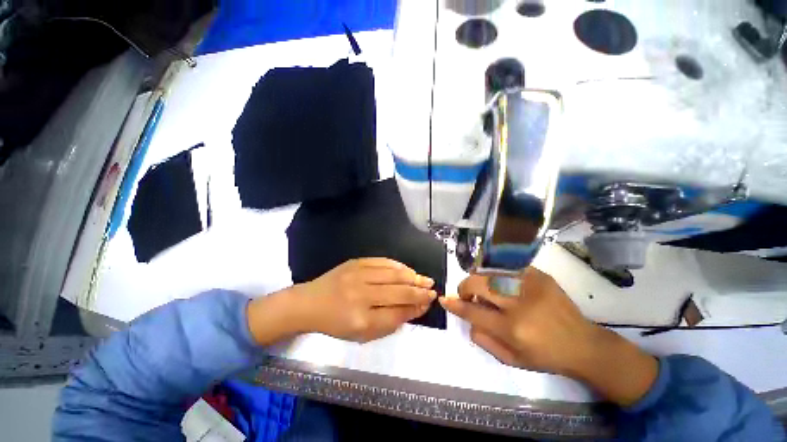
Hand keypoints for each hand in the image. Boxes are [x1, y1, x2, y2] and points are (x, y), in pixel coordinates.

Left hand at [248, 258, 435, 344]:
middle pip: (398, 291)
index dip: (416, 307)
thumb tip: (415, 309)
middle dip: (419, 290)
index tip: (428, 302)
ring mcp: (358, 275)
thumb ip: (390, 322)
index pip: (398, 312)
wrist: (310, 302)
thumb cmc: (336, 323)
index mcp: (361, 319)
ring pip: (393, 273)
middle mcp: (361, 295)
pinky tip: (407, 269)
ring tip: (424, 279)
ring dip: (412, 276)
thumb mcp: (362, 333)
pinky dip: (398, 265)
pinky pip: (382, 261)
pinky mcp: (356, 262)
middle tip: (432, 289)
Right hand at [440, 267, 658, 406]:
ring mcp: (530, 285)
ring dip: (480, 279)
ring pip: (490, 272)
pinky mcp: (539, 275)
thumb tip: (467, 318)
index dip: (456, 304)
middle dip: (465, 287)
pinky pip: (507, 268)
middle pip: (478, 283)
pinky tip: (502, 284)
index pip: (473, 311)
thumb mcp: (512, 359)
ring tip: (486, 289)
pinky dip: (497, 275)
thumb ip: (484, 339)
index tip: (445, 299)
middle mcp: (519, 303)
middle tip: (468, 294)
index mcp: (513, 328)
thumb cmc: (545, 355)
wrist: (583, 343)